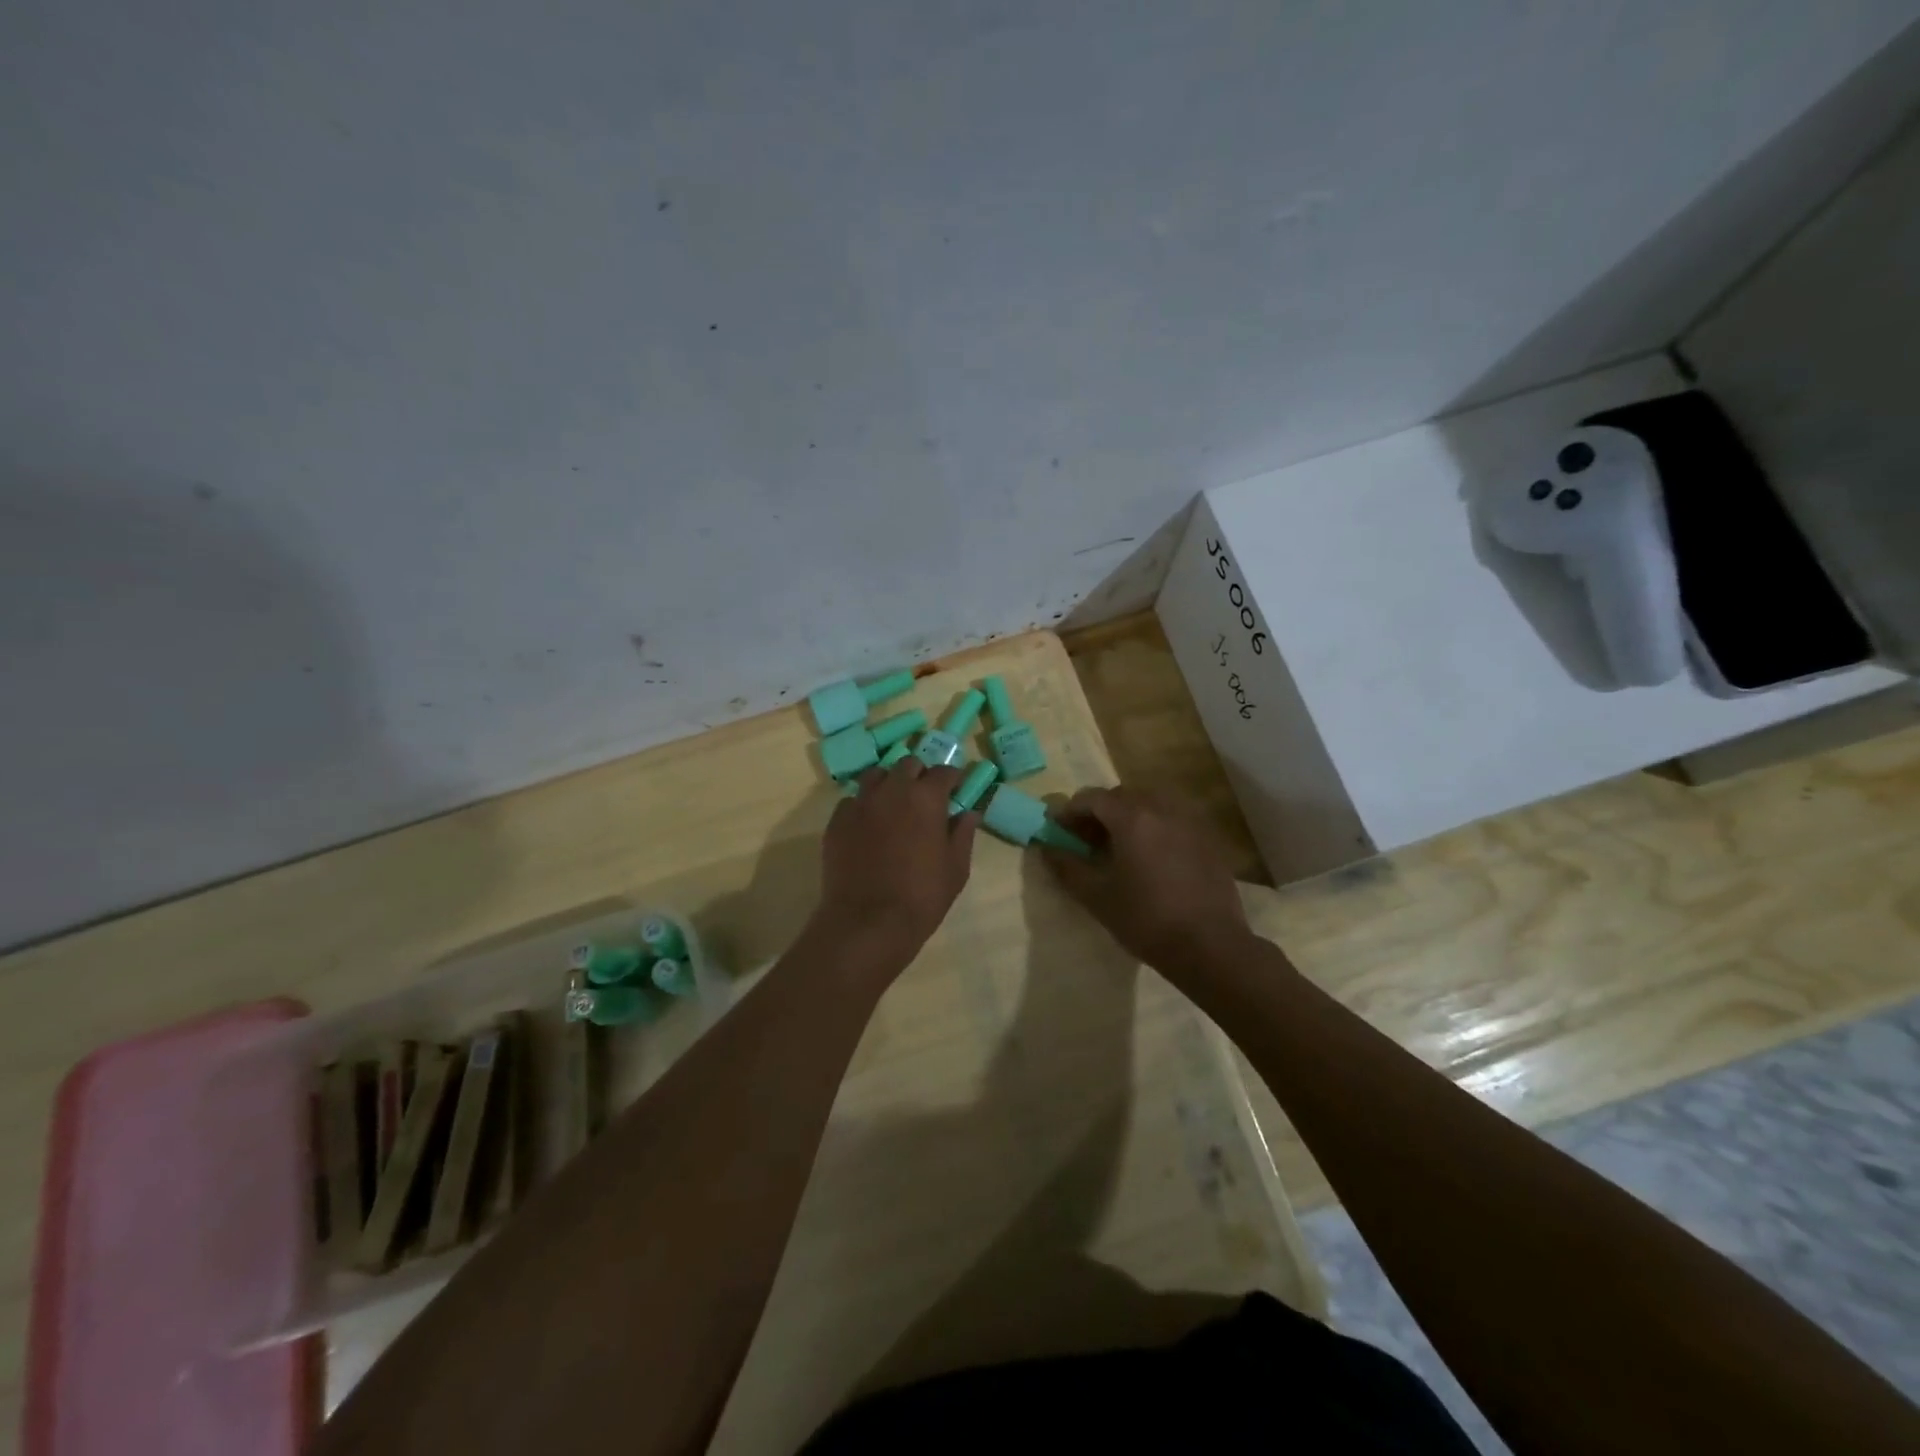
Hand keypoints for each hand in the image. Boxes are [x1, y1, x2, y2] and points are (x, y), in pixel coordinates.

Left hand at [814, 759, 977, 967]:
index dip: (952, 779)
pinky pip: (853, 801)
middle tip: (924, 797)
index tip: (955, 790)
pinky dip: (864, 805)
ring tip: (894, 804)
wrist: (867, 922)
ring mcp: (861, 803)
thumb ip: (963, 834)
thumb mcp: (956, 868)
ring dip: (889, 783)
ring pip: (876, 775)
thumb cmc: (922, 896)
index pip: (944, 771)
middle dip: (919, 775)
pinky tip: (868, 826)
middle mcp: (892, 790)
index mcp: (926, 798)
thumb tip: (970, 813)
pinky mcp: (837, 820)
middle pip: (908, 765)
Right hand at [1042, 786, 1248, 969]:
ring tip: (1120, 845)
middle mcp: (1162, 807)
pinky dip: (1155, 826)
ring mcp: (1190, 820)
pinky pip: (1173, 818)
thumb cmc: (1146, 919)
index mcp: (1132, 817)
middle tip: (1087, 840)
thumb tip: (1045, 847)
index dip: (1070, 811)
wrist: (1210, 946)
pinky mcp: (1208, 837)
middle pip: (1122, 796)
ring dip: (1129, 815)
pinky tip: (1152, 856)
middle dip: (1099, 812)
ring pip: (1151, 802)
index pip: (1092, 797)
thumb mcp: (1096, 896)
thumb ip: (1067, 866)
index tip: (1058, 830)